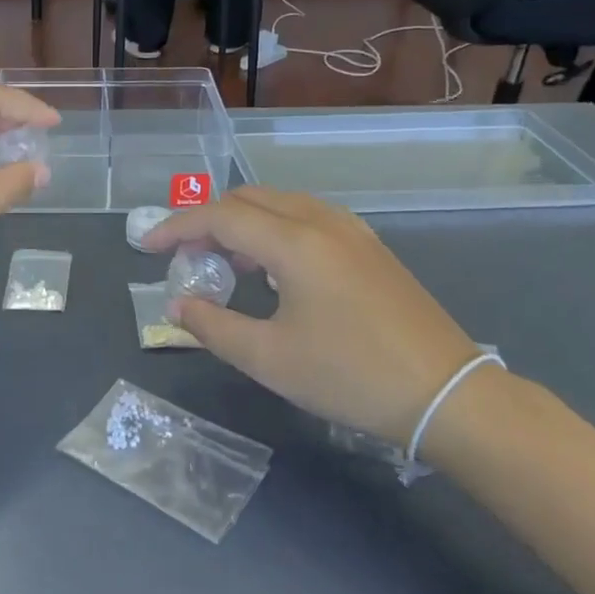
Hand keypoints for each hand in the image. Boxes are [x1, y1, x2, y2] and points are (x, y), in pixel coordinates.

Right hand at [147, 188, 479, 444]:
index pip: (221, 216)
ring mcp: (353, 232)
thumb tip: (178, 305)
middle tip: (186, 258)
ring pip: (281, 205)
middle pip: (250, 199)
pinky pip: (308, 220)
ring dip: (243, 223)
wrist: (446, 394)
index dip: (177, 227)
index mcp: (295, 243)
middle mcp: (323, 223)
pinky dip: (275, 231)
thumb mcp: (268, 359)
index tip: (148, 248)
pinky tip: (272, 269)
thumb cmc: (349, 376)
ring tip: (224, 263)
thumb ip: (212, 327)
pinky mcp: (370, 249)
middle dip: (208, 221)